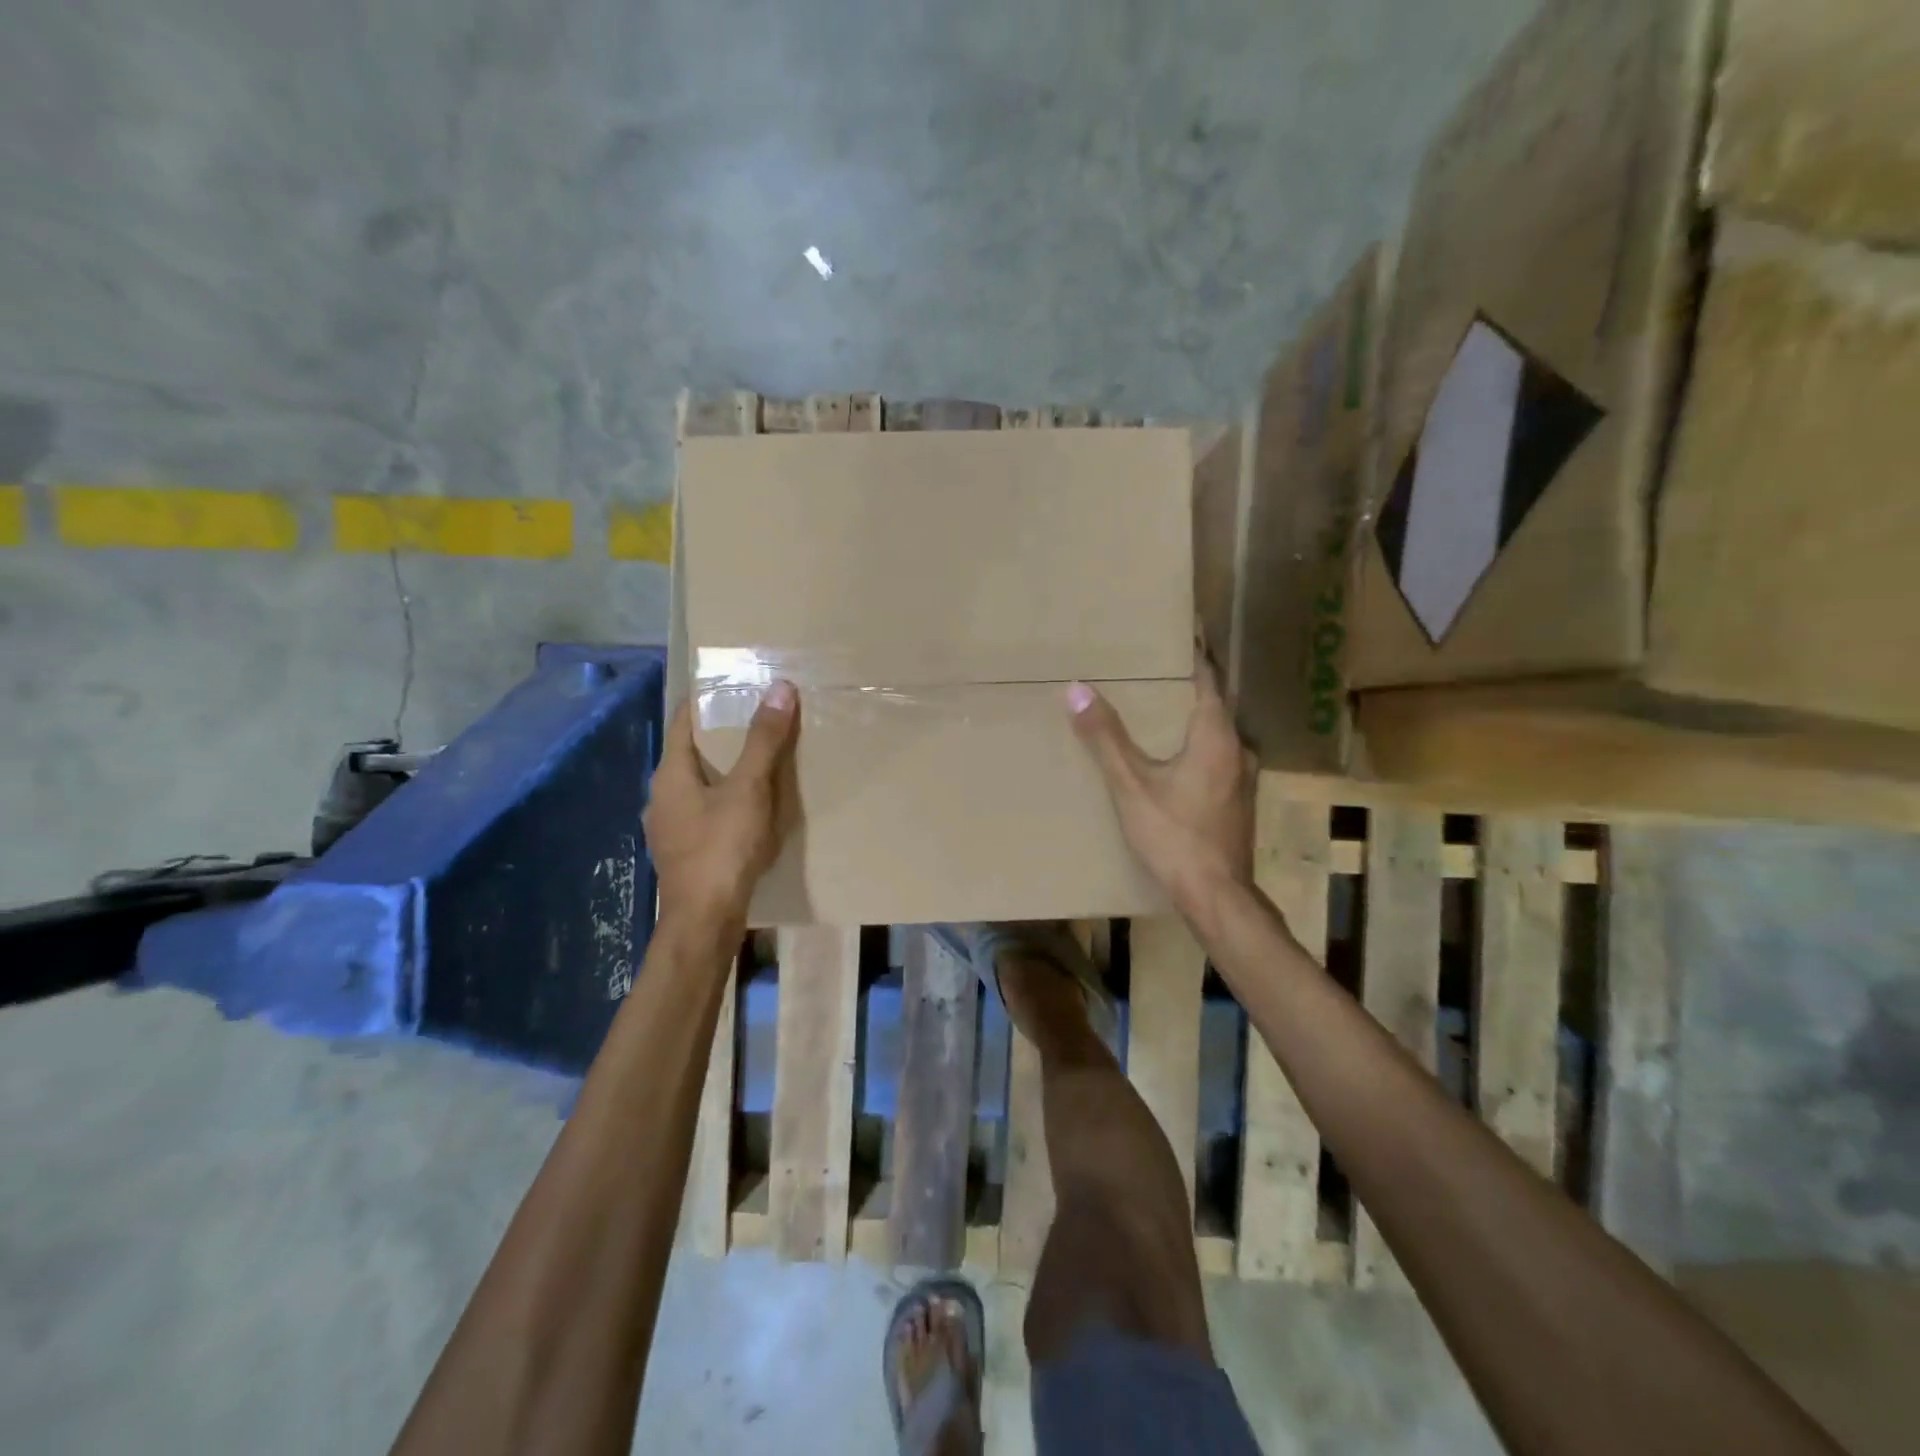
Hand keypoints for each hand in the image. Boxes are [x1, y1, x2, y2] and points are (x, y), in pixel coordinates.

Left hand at [645, 681, 798, 930]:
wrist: (706, 920)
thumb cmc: (723, 847)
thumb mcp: (749, 788)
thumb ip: (763, 740)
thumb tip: (779, 687)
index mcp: (670, 773)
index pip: (683, 720)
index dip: (707, 698)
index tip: (736, 683)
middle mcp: (661, 796)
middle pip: (691, 752)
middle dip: (722, 734)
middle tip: (759, 717)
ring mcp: (669, 827)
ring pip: (697, 784)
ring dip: (724, 769)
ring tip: (760, 759)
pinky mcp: (683, 851)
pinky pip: (704, 811)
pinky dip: (725, 798)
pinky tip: (749, 807)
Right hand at [1067, 660, 1253, 915]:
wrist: (1216, 895)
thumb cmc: (1174, 835)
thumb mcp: (1131, 785)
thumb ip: (1105, 737)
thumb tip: (1077, 689)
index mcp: (1216, 736)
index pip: (1208, 679)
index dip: (1194, 654)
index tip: (1180, 631)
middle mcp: (1237, 749)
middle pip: (1213, 705)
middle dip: (1186, 686)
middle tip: (1156, 669)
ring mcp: (1243, 778)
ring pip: (1216, 734)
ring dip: (1192, 718)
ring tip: (1159, 710)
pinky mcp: (1238, 801)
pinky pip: (1217, 758)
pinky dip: (1196, 745)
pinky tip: (1174, 758)